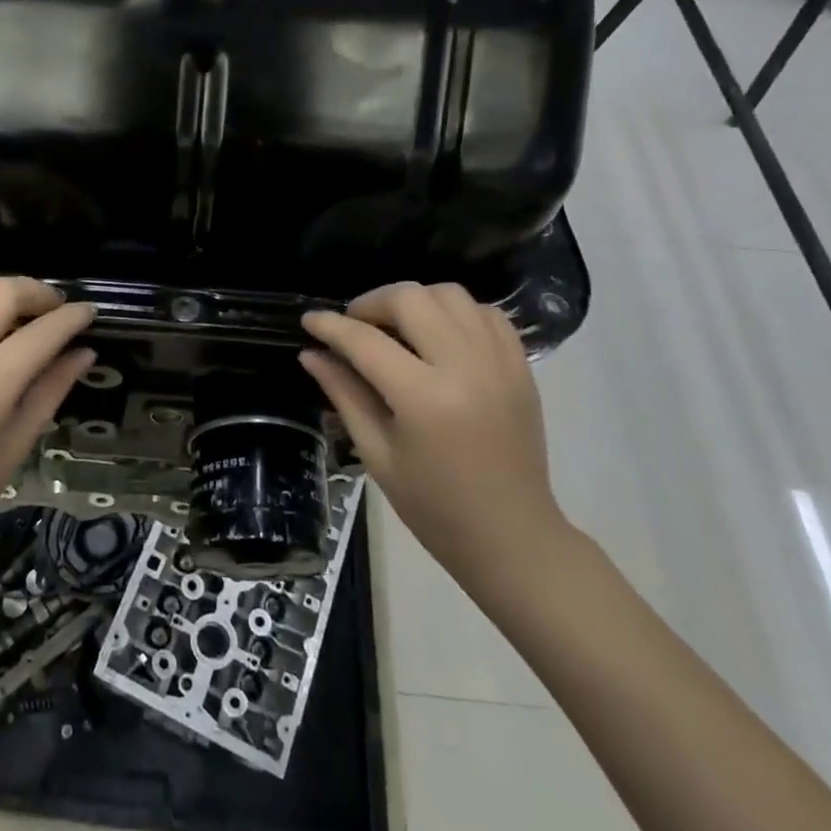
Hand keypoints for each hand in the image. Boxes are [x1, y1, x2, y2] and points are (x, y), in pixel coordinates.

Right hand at [300, 283, 566, 591]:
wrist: (512, 537)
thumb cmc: (434, 505)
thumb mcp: (376, 453)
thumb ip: (344, 395)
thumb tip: (311, 354)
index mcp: (424, 398)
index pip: (365, 341)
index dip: (330, 326)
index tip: (309, 320)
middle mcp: (465, 367)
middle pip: (411, 299)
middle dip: (371, 303)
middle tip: (354, 326)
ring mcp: (499, 362)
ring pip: (450, 294)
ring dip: (414, 301)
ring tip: (396, 328)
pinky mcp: (520, 366)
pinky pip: (484, 312)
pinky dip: (454, 312)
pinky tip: (438, 336)